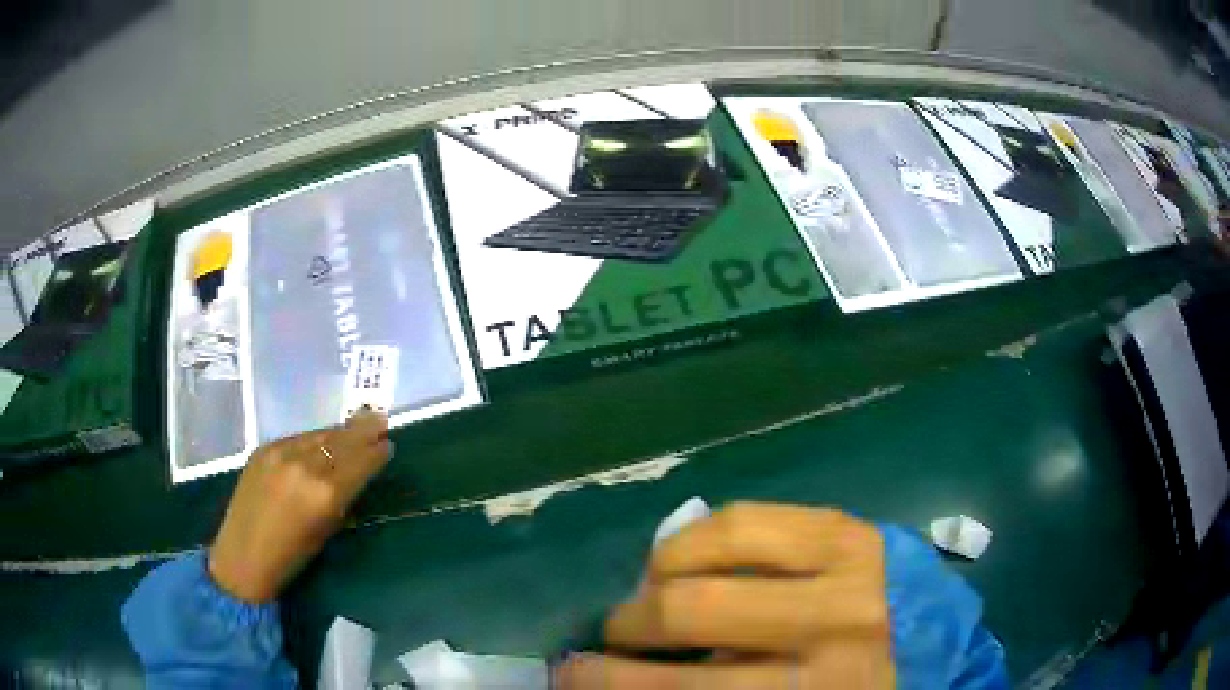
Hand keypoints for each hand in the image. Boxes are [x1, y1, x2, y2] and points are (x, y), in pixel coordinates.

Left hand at [208, 410, 392, 602]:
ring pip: (319, 434)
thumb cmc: (291, 558)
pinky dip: (314, 437)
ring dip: (340, 431)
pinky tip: (323, 439)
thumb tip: (357, 475)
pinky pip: (297, 437)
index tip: (388, 444)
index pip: (360, 462)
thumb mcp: (326, 531)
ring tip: (356, 424)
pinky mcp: (263, 449)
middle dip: (363, 430)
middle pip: (342, 441)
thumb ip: (342, 499)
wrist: (243, 557)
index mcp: (325, 494)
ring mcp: (280, 453)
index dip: (376, 452)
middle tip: (380, 418)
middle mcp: (304, 466)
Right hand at [556, 503, 893, 688]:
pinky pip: (751, 517)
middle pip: (689, 614)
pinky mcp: (850, 528)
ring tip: (650, 593)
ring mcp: (844, 568)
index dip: (608, 685)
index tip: (569, 680)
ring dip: (656, 576)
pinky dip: (699, 538)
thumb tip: (641, 681)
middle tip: (611, 639)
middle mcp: (828, 631)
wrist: (947, 653)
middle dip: (624, 628)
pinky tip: (689, 557)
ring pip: (715, 549)